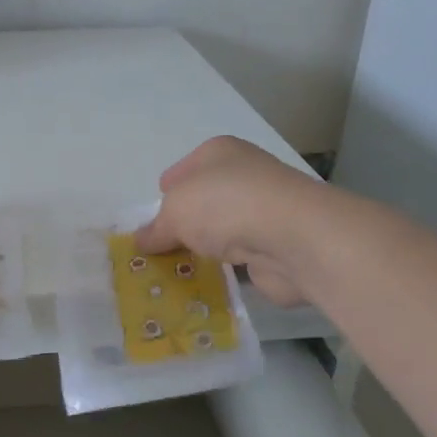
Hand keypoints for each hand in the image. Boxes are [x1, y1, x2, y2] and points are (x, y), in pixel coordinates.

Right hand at [135, 136, 323, 306]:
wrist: (295, 238)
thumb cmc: (225, 206)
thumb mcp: (174, 212)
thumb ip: (155, 228)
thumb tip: (141, 241)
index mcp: (218, 152)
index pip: (180, 172)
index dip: (164, 195)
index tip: (151, 223)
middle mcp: (244, 175)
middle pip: (202, 202)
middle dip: (183, 225)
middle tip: (158, 252)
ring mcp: (264, 210)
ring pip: (222, 230)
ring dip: (206, 249)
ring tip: (176, 272)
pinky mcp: (277, 245)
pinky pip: (240, 258)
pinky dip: (226, 270)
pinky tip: (206, 283)